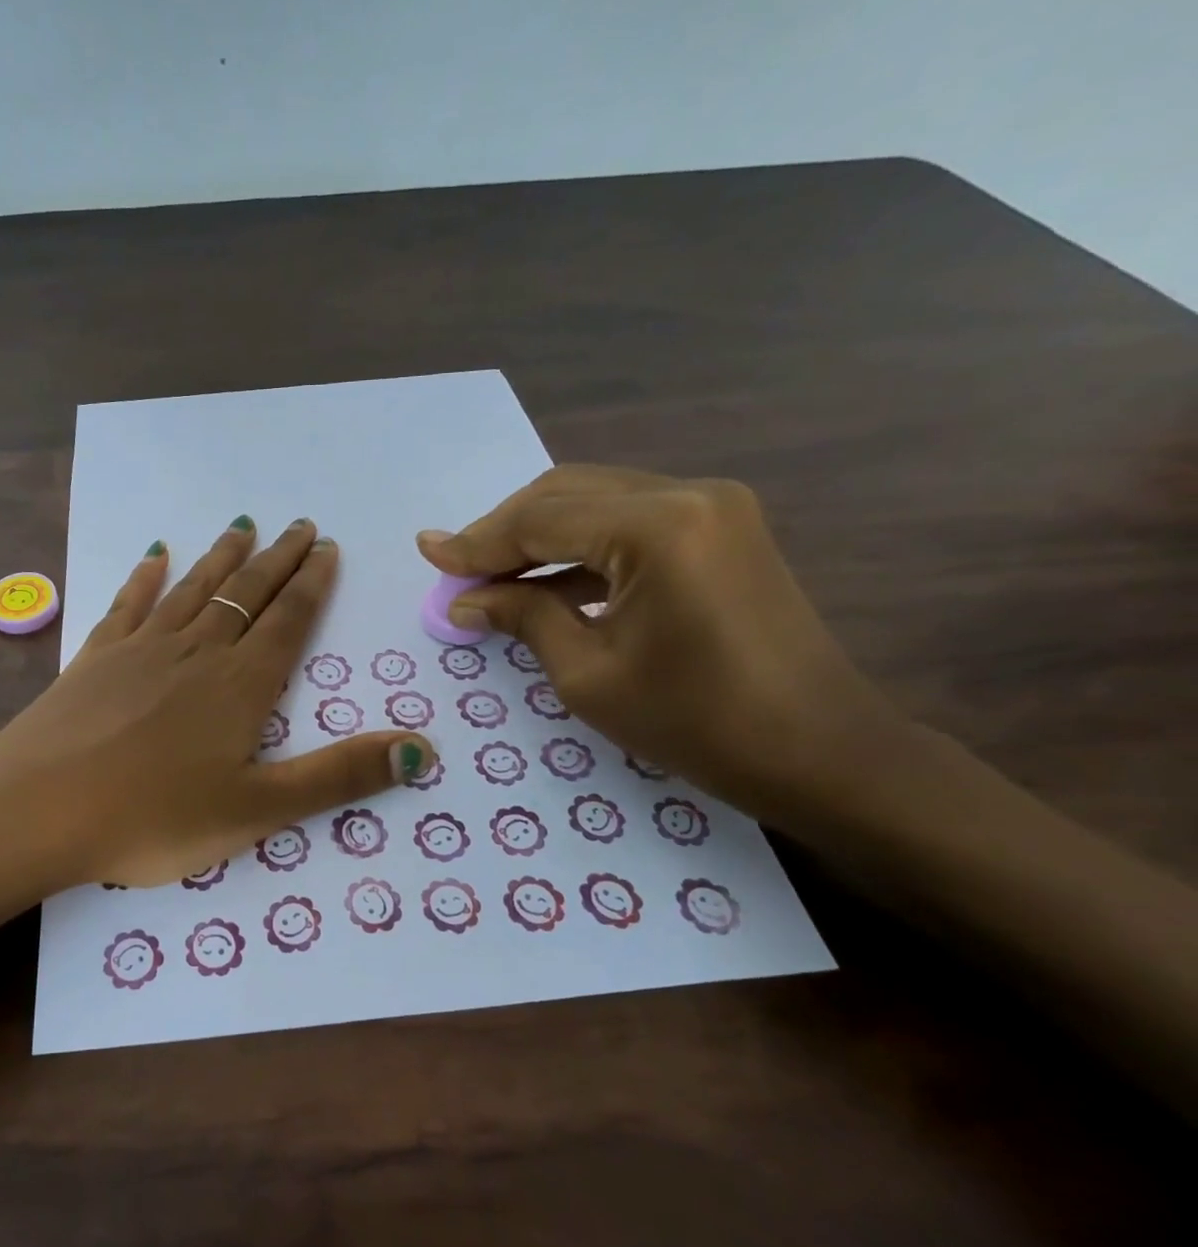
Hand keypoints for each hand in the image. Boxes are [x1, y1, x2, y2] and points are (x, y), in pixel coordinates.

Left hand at [0, 517, 434, 890]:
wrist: (39, 809)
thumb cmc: (154, 817)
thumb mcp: (259, 810)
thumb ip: (339, 778)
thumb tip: (423, 750)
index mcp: (240, 686)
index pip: (288, 621)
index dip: (311, 584)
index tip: (326, 548)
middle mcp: (196, 652)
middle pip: (246, 593)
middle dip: (277, 560)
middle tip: (300, 525)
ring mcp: (141, 648)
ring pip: (194, 588)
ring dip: (222, 556)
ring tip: (244, 525)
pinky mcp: (96, 656)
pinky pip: (129, 603)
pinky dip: (146, 577)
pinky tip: (155, 555)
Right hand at [419, 466, 903, 818]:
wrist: (820, 752)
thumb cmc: (696, 723)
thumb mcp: (588, 674)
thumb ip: (522, 617)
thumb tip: (464, 599)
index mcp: (656, 527)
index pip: (540, 520)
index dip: (476, 541)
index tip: (426, 551)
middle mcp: (686, 495)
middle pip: (565, 494)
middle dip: (503, 532)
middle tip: (455, 569)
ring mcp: (712, 506)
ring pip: (595, 501)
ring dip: (539, 536)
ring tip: (489, 576)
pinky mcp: (721, 528)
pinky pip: (628, 522)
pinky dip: (580, 547)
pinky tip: (545, 581)